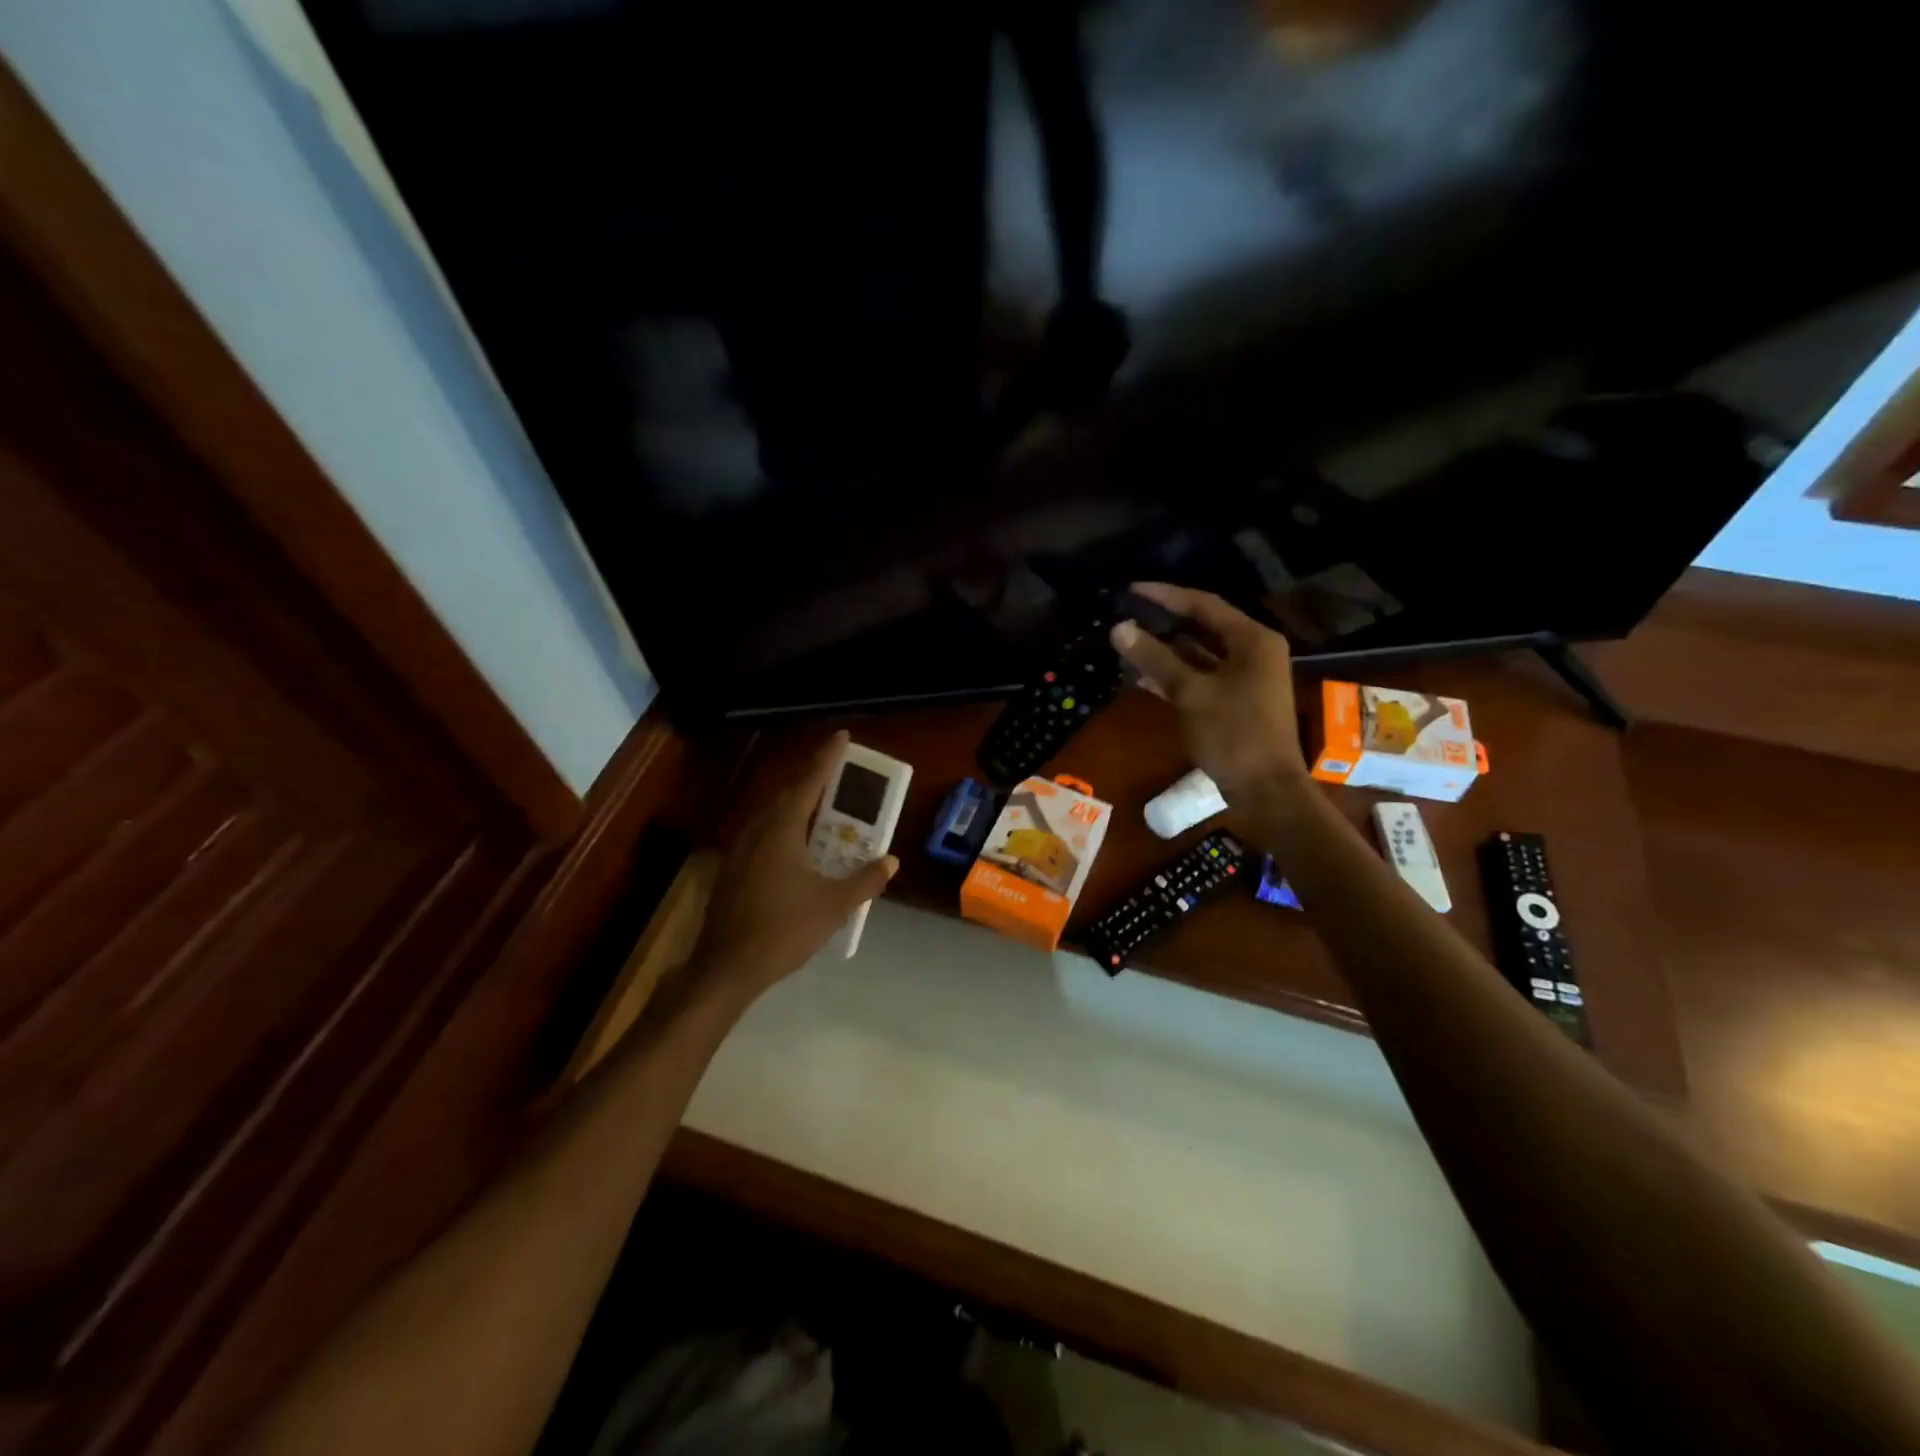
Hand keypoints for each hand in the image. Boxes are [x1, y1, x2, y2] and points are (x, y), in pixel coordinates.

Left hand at [691, 731, 898, 1002]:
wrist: (726, 968)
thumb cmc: (783, 930)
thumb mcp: (834, 906)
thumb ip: (865, 880)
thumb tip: (891, 862)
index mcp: (782, 829)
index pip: (809, 781)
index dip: (828, 757)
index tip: (842, 736)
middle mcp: (758, 830)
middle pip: (788, 793)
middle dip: (813, 780)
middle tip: (840, 776)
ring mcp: (740, 850)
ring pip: (772, 814)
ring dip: (798, 805)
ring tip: (823, 809)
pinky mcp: (732, 869)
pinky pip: (763, 833)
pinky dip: (784, 828)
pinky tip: (796, 848)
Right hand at [1109, 582, 1309, 800]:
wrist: (1266, 790)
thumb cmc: (1234, 734)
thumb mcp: (1191, 693)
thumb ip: (1155, 658)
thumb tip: (1119, 627)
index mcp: (1252, 640)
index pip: (1204, 605)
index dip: (1166, 596)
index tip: (1132, 590)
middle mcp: (1253, 652)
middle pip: (1203, 627)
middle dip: (1165, 623)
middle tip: (1129, 614)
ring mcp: (1246, 678)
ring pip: (1200, 654)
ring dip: (1167, 651)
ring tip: (1129, 644)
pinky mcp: (1235, 701)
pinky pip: (1201, 677)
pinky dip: (1176, 676)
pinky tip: (1144, 679)